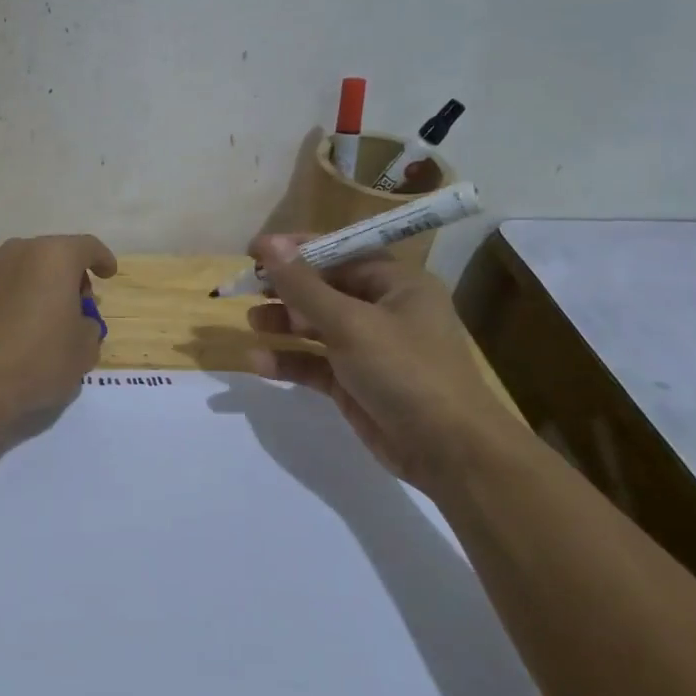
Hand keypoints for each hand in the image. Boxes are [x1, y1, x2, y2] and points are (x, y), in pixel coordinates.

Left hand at [0, 234, 117, 418]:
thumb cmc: (41, 357)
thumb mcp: (84, 348)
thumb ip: (89, 327)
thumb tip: (77, 323)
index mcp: (55, 256)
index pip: (87, 247)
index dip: (102, 260)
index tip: (109, 275)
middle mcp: (22, 253)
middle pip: (57, 255)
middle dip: (73, 276)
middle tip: (83, 305)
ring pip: (32, 270)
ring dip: (48, 287)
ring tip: (58, 319)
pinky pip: (14, 287)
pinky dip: (28, 298)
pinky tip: (33, 328)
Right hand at [245, 234, 516, 494]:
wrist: (448, 451)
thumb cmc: (405, 371)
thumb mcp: (350, 323)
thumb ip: (304, 286)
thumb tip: (269, 245)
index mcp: (397, 284)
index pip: (341, 253)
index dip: (297, 250)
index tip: (254, 251)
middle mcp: (384, 310)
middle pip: (326, 289)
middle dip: (287, 288)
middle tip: (247, 287)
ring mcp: (369, 349)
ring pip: (318, 326)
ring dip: (284, 323)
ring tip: (251, 321)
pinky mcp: (355, 383)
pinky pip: (316, 363)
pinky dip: (290, 361)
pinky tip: (258, 362)